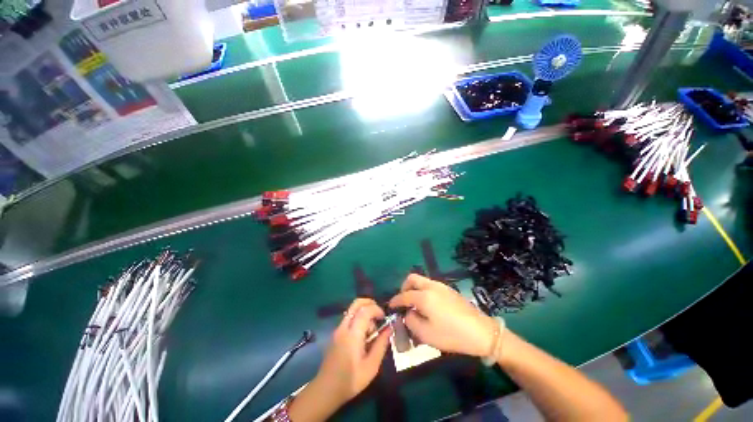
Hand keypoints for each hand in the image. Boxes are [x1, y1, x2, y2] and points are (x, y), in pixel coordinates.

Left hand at [317, 299, 392, 399]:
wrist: (326, 390)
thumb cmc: (351, 380)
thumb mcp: (371, 366)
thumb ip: (381, 345)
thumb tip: (389, 328)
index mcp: (352, 335)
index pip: (365, 310)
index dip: (377, 309)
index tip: (384, 317)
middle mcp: (343, 327)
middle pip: (356, 303)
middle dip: (369, 302)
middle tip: (379, 313)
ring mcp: (338, 329)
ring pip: (352, 310)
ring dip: (364, 311)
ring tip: (372, 328)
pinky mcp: (336, 333)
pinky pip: (349, 318)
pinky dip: (358, 317)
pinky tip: (363, 334)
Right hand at [389, 274, 497, 356]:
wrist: (482, 332)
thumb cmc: (452, 335)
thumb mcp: (426, 334)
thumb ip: (411, 321)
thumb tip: (408, 313)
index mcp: (424, 296)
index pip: (404, 295)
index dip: (395, 300)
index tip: (390, 306)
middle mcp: (431, 286)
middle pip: (412, 279)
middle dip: (404, 288)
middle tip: (404, 301)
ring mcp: (441, 286)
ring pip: (422, 281)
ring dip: (415, 289)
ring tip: (416, 305)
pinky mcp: (449, 290)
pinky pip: (430, 285)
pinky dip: (424, 291)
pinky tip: (429, 305)